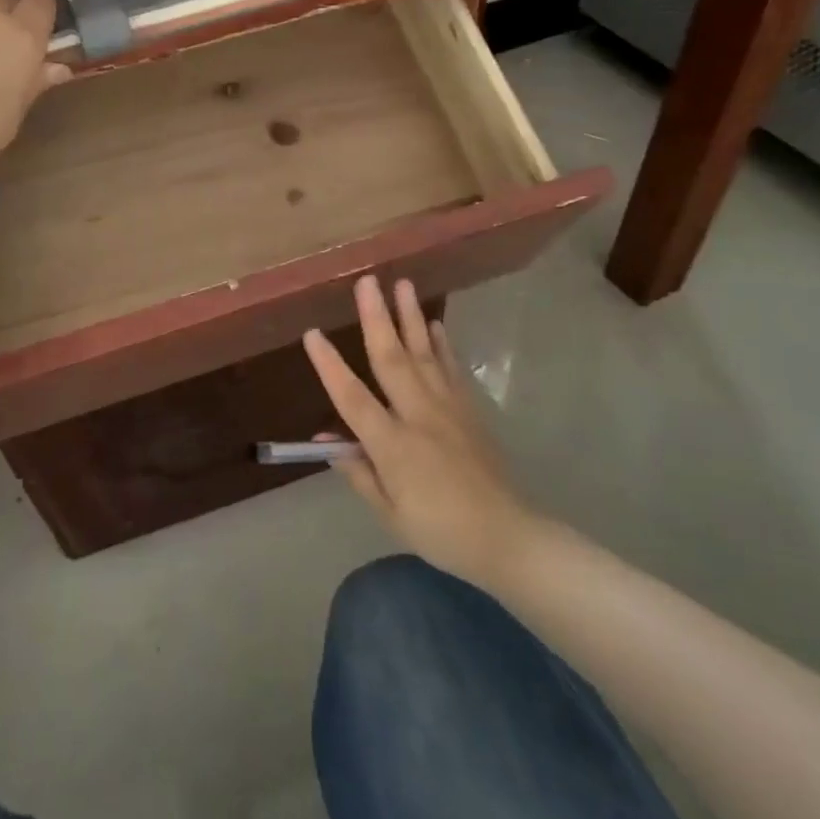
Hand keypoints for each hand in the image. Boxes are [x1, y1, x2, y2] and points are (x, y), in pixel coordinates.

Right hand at [303, 276, 537, 591]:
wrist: (507, 537)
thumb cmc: (440, 531)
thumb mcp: (390, 513)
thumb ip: (359, 472)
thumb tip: (329, 440)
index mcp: (394, 446)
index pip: (353, 398)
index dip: (329, 366)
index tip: (312, 333)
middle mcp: (419, 416)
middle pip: (392, 360)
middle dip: (377, 318)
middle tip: (367, 281)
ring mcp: (448, 408)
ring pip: (424, 353)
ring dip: (410, 317)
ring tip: (402, 283)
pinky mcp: (470, 409)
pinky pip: (451, 368)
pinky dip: (441, 343)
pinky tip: (433, 323)